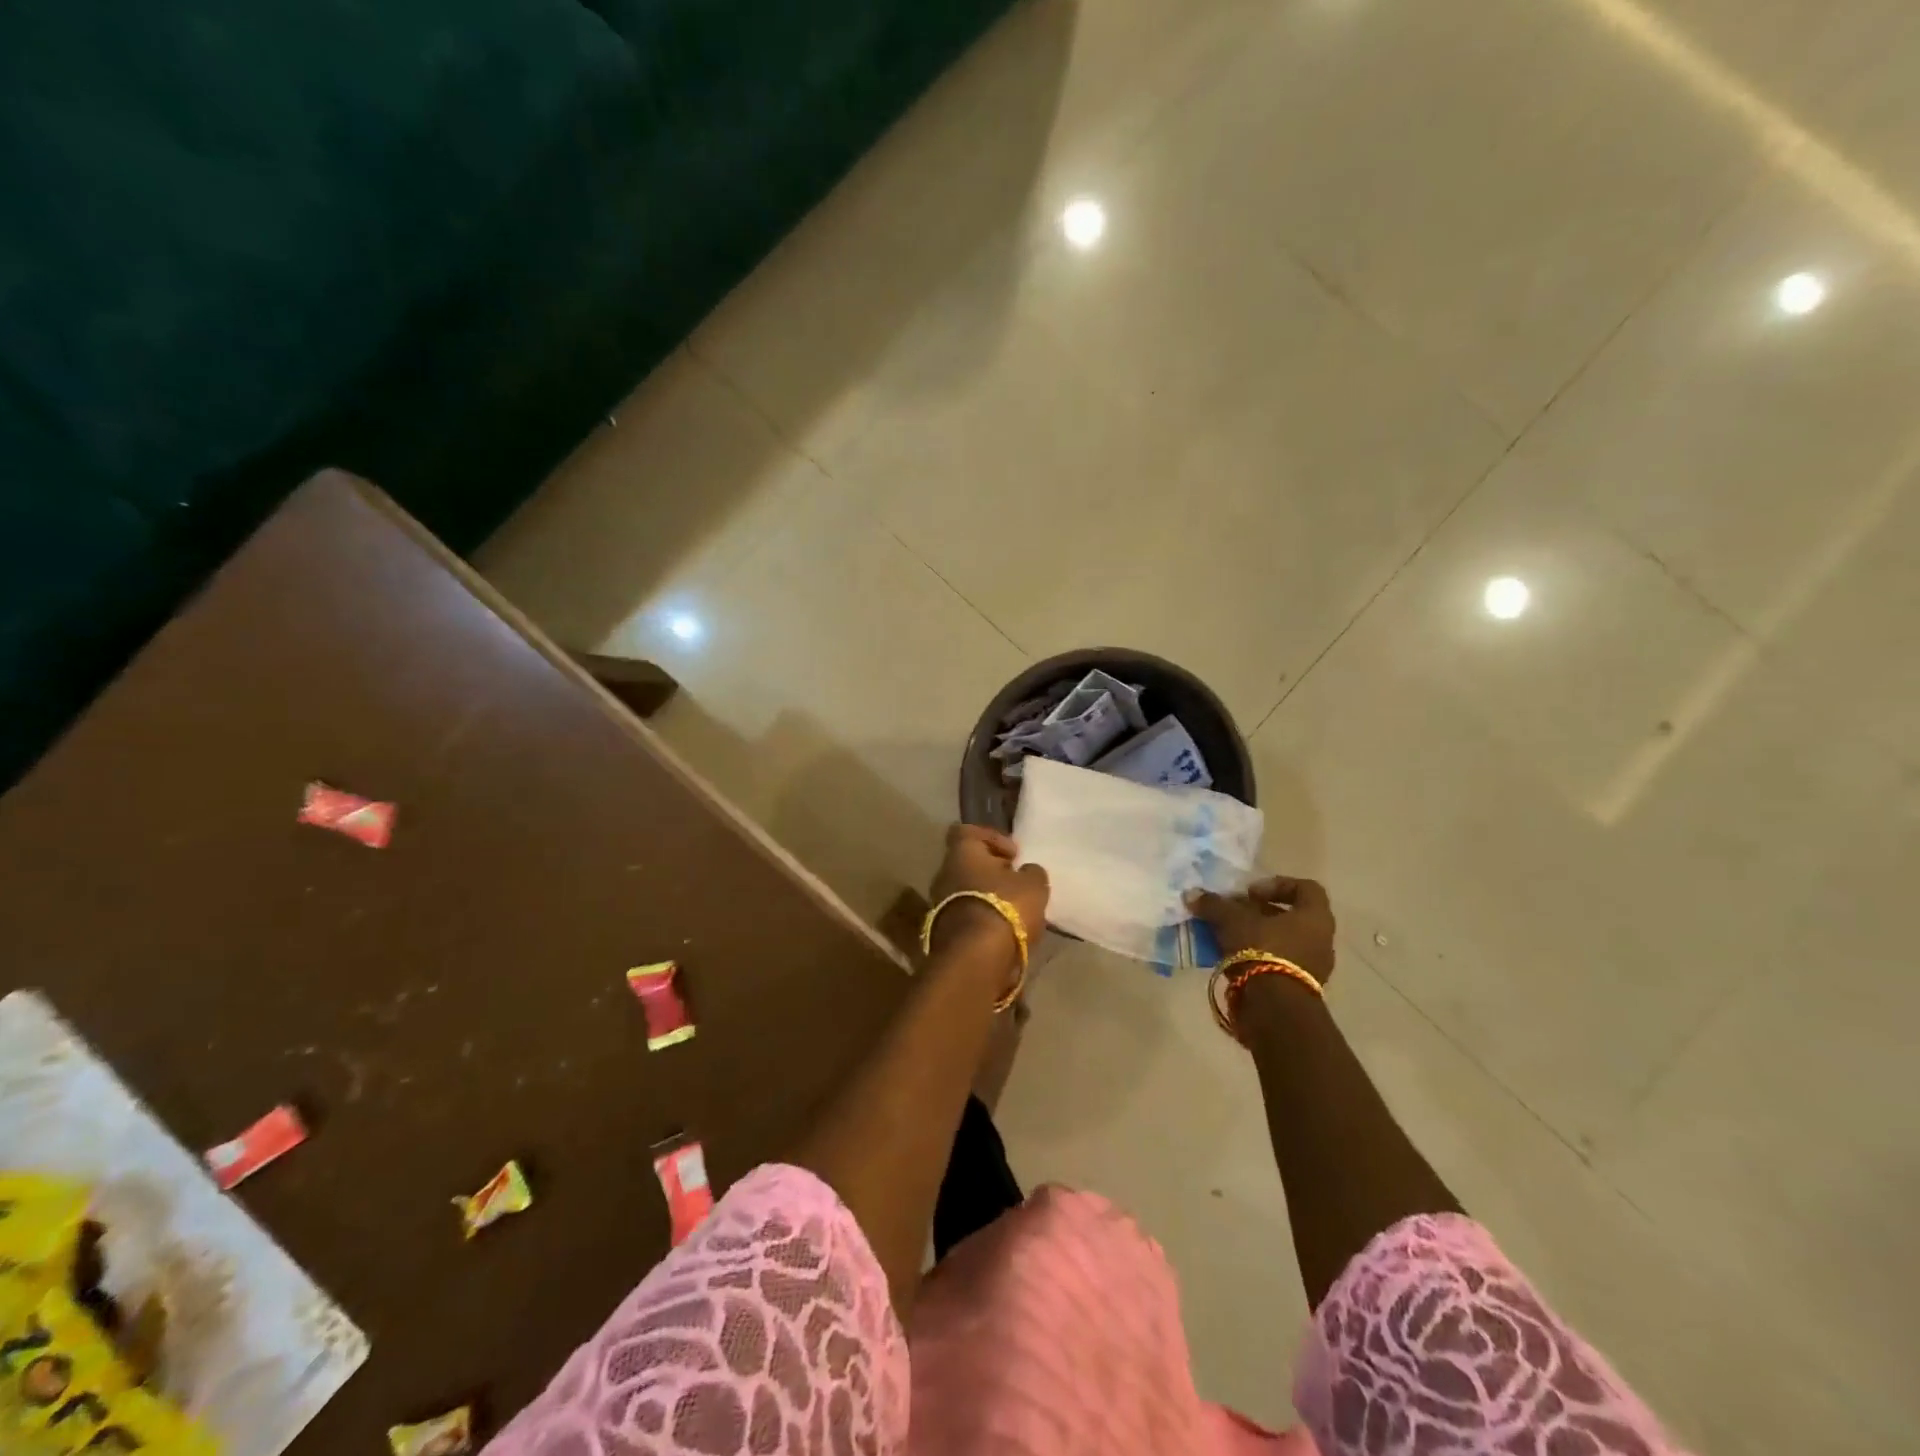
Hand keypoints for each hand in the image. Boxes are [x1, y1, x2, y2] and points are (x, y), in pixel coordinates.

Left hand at [927, 824, 1049, 963]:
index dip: (992, 838)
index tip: (1013, 854)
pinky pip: (967, 916)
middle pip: (968, 863)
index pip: (967, 831)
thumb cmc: (1005, 907)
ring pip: (966, 891)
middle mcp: (944, 873)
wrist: (975, 958)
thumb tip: (1027, 871)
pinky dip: (984, 919)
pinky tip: (1005, 931)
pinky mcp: (942, 932)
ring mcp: (939, 904)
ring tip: (1015, 911)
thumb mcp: (1034, 884)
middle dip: (992, 872)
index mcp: (962, 853)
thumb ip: (1032, 872)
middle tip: (1016, 883)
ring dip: (988, 897)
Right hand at [1187, 875, 1336, 983]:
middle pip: (1289, 917)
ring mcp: (1312, 968)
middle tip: (1232, 914)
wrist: (1275, 1010)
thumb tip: (1191, 894)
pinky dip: (1255, 958)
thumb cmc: (1262, 951)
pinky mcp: (1297, 989)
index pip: (1306, 888)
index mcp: (1315, 917)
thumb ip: (1214, 905)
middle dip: (1257, 913)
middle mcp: (1320, 940)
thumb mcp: (1232, 921)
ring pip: (1281, 942)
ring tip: (1225, 937)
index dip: (1277, 885)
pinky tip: (1229, 959)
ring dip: (1254, 936)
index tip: (1250, 893)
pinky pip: (1276, 964)